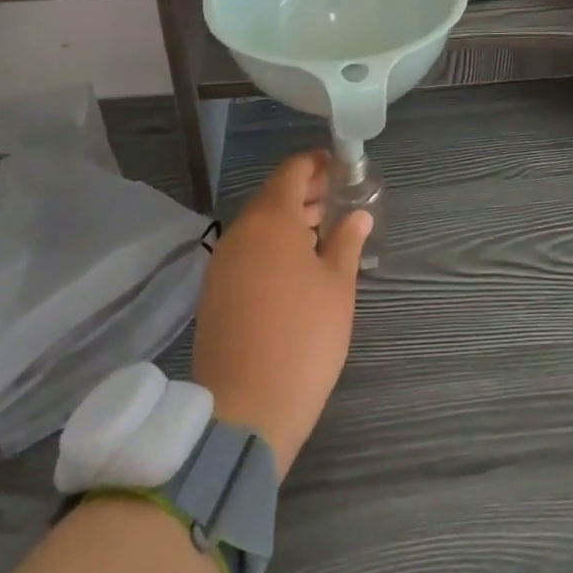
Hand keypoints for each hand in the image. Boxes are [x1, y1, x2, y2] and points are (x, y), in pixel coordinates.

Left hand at [191, 151, 371, 473]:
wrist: (245, 410)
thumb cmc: (303, 338)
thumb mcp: (337, 287)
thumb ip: (347, 242)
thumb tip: (358, 215)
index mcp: (271, 219)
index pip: (292, 171)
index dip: (317, 163)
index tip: (342, 167)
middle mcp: (240, 231)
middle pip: (274, 196)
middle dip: (307, 193)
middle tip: (339, 199)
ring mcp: (222, 262)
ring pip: (259, 225)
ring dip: (290, 221)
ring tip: (323, 232)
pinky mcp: (214, 292)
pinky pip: (247, 251)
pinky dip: (272, 246)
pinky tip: (296, 267)